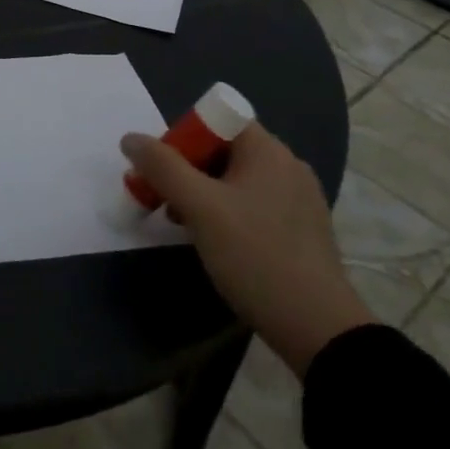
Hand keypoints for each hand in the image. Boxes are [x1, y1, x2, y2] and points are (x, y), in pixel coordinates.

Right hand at [120, 122, 374, 377]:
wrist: (318, 328)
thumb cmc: (255, 256)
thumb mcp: (199, 208)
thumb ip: (162, 167)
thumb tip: (130, 138)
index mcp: (268, 150)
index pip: (216, 119)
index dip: (183, 138)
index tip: (163, 171)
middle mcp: (288, 165)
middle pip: (223, 150)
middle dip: (187, 169)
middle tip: (164, 200)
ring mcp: (299, 199)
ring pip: (236, 180)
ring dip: (203, 194)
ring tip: (183, 225)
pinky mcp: (302, 229)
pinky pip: (254, 205)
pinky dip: (228, 213)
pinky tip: (216, 242)